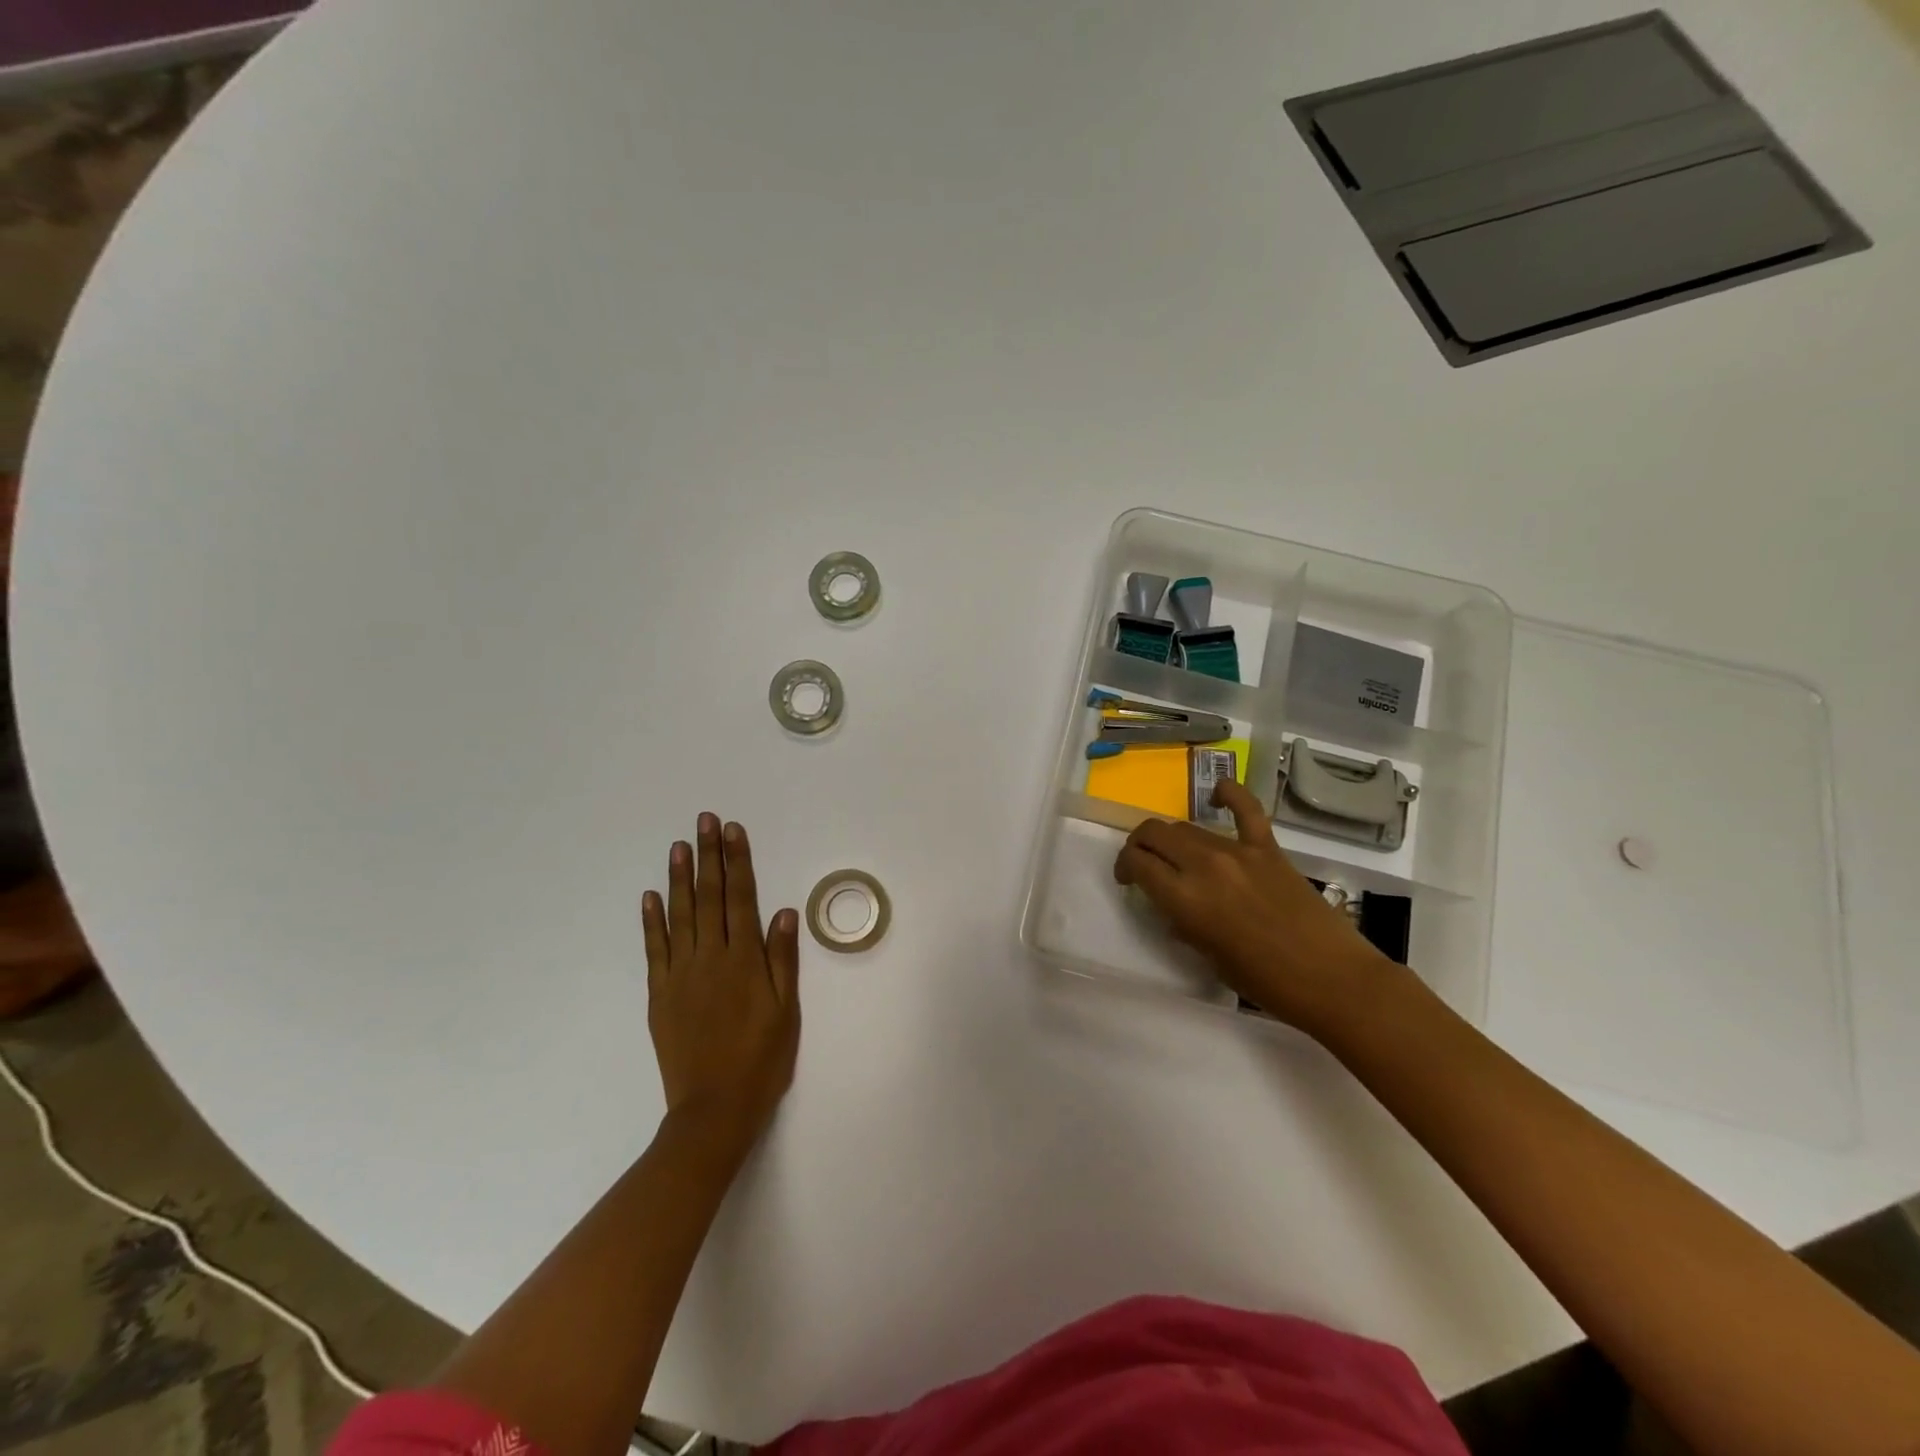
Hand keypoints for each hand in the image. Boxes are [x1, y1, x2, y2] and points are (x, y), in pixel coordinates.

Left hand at [642, 814, 800, 1159]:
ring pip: (680, 916)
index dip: (738, 862)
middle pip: (709, 897)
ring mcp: (680, 975)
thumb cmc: (761, 1060)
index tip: (733, 831)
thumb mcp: (786, 1011)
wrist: (713, 1110)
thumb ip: (783, 959)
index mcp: (744, 961)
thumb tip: (784, 912)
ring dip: (680, 878)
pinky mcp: (660, 994)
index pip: (741, 898)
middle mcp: (710, 958)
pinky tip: (651, 896)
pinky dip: (652, 921)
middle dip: (708, 856)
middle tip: (705, 821)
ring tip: (679, 846)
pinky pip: (655, 950)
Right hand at [1113, 778, 1395, 1034]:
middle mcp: (1204, 866)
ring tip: (1176, 853)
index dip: (1124, 866)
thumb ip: (1186, 925)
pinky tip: (1218, 793)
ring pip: (1188, 827)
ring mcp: (1238, 852)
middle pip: (1155, 834)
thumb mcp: (1210, 958)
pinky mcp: (1268, 848)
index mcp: (1185, 899)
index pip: (1138, 864)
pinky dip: (1229, 794)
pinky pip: (1246, 809)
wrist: (1333, 980)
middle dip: (1140, 844)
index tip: (1127, 879)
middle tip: (1143, 862)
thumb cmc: (1266, 983)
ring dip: (1172, 837)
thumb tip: (1176, 908)